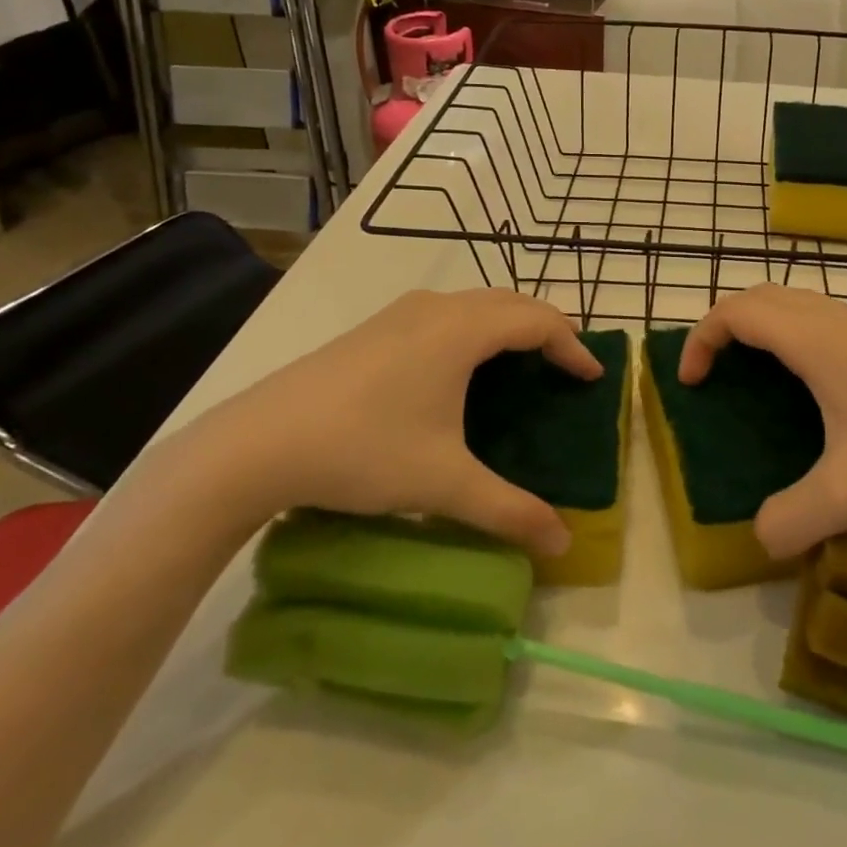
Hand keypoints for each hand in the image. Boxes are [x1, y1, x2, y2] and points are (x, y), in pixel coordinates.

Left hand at [173, 289, 599, 556]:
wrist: (254, 444)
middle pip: (510, 302)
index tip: (591, 379)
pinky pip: (443, 315)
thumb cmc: (362, 451)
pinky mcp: (372, 329)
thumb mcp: (443, 484)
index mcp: (462, 331)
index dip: (572, 346)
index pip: (538, 321)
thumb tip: (563, 544)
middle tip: (564, 367)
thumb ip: (509, 511)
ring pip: (473, 304)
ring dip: (507, 325)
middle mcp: (436, 308)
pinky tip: (458, 371)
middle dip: (545, 329)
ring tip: (520, 365)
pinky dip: (473, 330)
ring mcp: (399, 314)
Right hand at [679, 285, 846, 557]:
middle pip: (759, 297)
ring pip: (791, 303)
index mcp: (814, 341)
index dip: (701, 339)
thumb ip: (794, 519)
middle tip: (713, 375)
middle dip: (723, 326)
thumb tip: (759, 538)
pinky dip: (789, 334)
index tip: (692, 384)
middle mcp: (832, 319)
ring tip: (752, 377)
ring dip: (759, 327)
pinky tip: (809, 387)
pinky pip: (817, 317)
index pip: (736, 312)